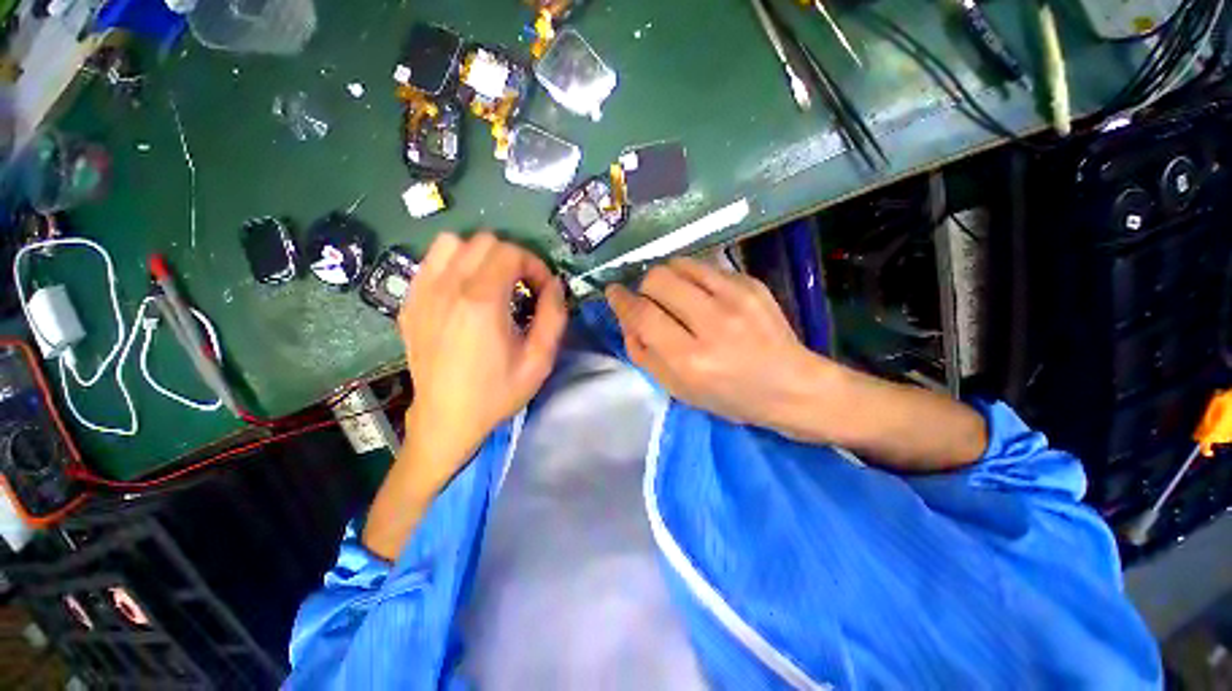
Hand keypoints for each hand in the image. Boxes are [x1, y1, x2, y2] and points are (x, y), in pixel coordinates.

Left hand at [398, 232, 566, 487]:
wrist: (446, 419)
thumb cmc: (497, 392)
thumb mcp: (539, 360)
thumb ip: (554, 316)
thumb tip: (555, 285)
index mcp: (482, 302)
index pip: (511, 253)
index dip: (535, 266)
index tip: (542, 290)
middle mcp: (448, 288)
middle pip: (484, 241)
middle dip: (512, 258)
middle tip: (522, 287)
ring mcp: (423, 293)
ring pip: (452, 243)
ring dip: (479, 255)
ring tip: (492, 283)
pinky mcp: (410, 303)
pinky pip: (431, 262)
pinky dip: (453, 265)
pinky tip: (463, 292)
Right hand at [606, 257, 985, 469]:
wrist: (791, 386)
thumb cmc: (730, 396)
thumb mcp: (678, 389)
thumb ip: (644, 354)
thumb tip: (626, 319)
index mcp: (691, 359)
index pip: (642, 314)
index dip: (620, 300)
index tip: (613, 293)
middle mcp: (712, 323)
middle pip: (657, 279)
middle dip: (644, 287)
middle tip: (650, 300)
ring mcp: (736, 298)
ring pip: (679, 264)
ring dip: (667, 277)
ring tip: (673, 294)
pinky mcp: (751, 284)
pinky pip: (705, 266)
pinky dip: (692, 277)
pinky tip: (701, 295)